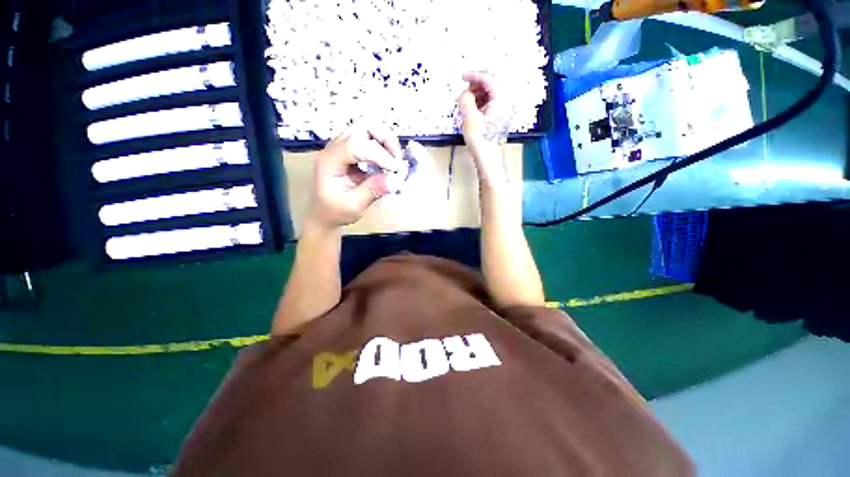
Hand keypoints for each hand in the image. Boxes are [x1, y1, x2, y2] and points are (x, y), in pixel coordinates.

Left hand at [306, 121, 402, 230]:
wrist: (324, 215)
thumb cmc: (335, 212)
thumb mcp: (353, 206)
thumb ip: (373, 191)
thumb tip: (396, 179)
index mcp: (330, 160)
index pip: (357, 145)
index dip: (380, 155)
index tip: (395, 171)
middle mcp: (335, 147)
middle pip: (364, 125)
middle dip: (386, 139)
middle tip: (396, 161)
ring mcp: (343, 146)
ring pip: (369, 128)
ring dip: (387, 142)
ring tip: (394, 162)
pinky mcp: (352, 151)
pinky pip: (371, 139)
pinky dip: (384, 147)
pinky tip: (388, 164)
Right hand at [457, 72, 511, 179]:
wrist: (488, 158)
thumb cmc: (480, 139)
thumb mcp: (469, 117)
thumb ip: (466, 100)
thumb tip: (464, 93)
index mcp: (501, 99)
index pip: (489, 80)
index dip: (474, 76)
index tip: (462, 77)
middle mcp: (505, 103)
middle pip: (493, 85)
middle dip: (478, 84)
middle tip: (465, 88)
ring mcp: (503, 112)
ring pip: (492, 95)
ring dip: (479, 94)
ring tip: (466, 101)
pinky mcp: (499, 120)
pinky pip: (491, 105)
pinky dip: (481, 103)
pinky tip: (472, 110)